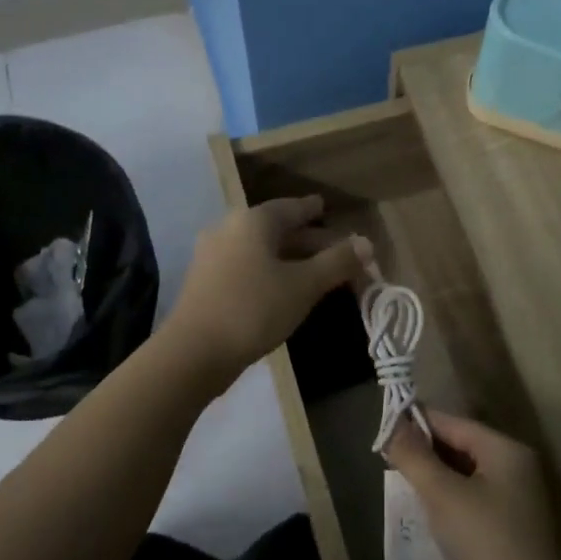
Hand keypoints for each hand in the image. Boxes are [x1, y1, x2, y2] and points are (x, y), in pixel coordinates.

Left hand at [163, 196, 364, 388]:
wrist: (194, 352)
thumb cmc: (254, 309)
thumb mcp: (304, 285)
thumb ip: (337, 262)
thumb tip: (366, 243)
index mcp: (253, 221)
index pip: (292, 207)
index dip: (313, 210)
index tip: (326, 207)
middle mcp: (229, 229)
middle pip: (276, 229)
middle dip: (308, 240)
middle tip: (336, 250)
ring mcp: (212, 256)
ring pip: (261, 250)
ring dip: (289, 258)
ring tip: (315, 272)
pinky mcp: (205, 282)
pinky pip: (246, 267)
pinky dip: (270, 272)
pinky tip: (283, 290)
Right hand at [385, 410, 560, 559]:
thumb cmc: (484, 540)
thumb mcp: (442, 493)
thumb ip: (414, 456)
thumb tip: (392, 425)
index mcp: (506, 451)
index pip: (454, 423)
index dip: (418, 424)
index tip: (384, 431)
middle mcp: (515, 470)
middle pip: (460, 448)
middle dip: (424, 454)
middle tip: (387, 462)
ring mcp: (514, 502)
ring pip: (463, 478)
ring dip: (433, 481)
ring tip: (399, 487)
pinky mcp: (507, 531)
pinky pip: (470, 504)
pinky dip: (446, 504)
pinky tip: (422, 515)